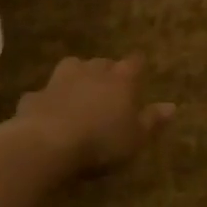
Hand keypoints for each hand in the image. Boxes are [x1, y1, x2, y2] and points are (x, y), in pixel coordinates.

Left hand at [12, 55, 174, 172]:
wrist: (47, 144)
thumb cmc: (101, 142)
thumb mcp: (135, 138)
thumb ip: (152, 121)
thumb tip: (172, 106)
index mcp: (121, 80)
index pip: (134, 63)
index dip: (137, 66)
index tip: (140, 70)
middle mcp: (91, 72)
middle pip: (102, 63)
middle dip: (106, 71)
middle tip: (109, 86)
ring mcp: (60, 81)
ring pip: (71, 67)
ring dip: (76, 75)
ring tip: (78, 90)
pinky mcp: (35, 96)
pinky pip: (43, 94)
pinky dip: (47, 100)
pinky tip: (47, 112)